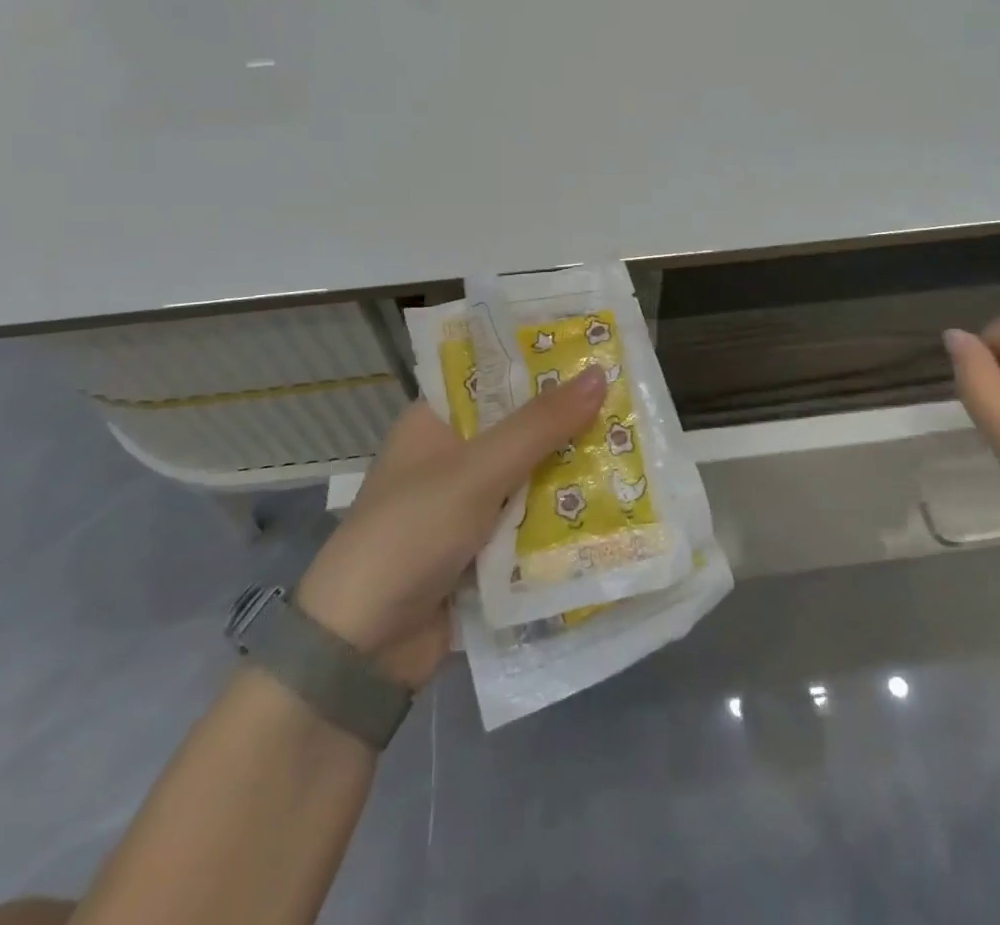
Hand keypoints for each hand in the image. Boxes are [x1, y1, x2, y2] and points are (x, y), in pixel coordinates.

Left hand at [294, 365, 606, 687]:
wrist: (360, 651)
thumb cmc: (410, 534)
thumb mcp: (477, 471)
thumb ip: (539, 425)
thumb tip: (598, 373)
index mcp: (437, 421)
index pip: (496, 375)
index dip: (544, 362)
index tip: (598, 348)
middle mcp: (453, 457)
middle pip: (522, 427)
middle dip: (571, 421)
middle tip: (634, 400)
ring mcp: (468, 506)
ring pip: (533, 476)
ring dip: (573, 471)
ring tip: (638, 447)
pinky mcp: (483, 550)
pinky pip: (532, 522)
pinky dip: (563, 517)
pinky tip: (616, 504)